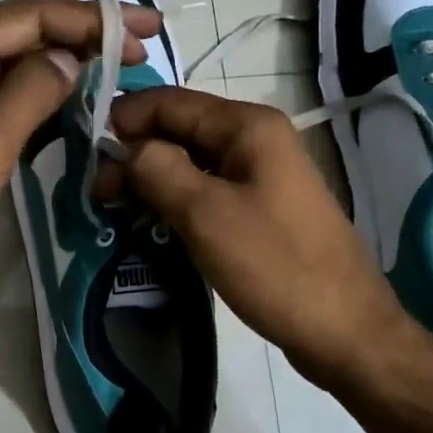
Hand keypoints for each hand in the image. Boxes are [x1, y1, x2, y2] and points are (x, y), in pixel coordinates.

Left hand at [0, 0, 161, 317]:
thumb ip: (32, 90)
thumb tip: (70, 57)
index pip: (29, 15)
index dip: (89, 16)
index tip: (143, 30)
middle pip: (27, 35)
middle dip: (85, 35)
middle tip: (144, 47)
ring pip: (22, 68)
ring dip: (70, 66)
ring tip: (123, 71)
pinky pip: (14, 102)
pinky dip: (49, 101)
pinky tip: (82, 107)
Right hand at [99, 87, 417, 393]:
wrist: (345, 330)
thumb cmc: (273, 264)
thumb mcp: (204, 213)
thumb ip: (155, 169)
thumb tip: (124, 149)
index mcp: (247, 126)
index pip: (170, 102)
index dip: (125, 120)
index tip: (87, 153)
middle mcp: (256, 139)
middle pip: (181, 129)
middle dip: (136, 153)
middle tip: (99, 192)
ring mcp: (261, 174)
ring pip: (192, 162)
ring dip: (153, 178)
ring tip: (116, 208)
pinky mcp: (261, 207)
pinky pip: (208, 190)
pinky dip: (176, 199)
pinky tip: (152, 222)